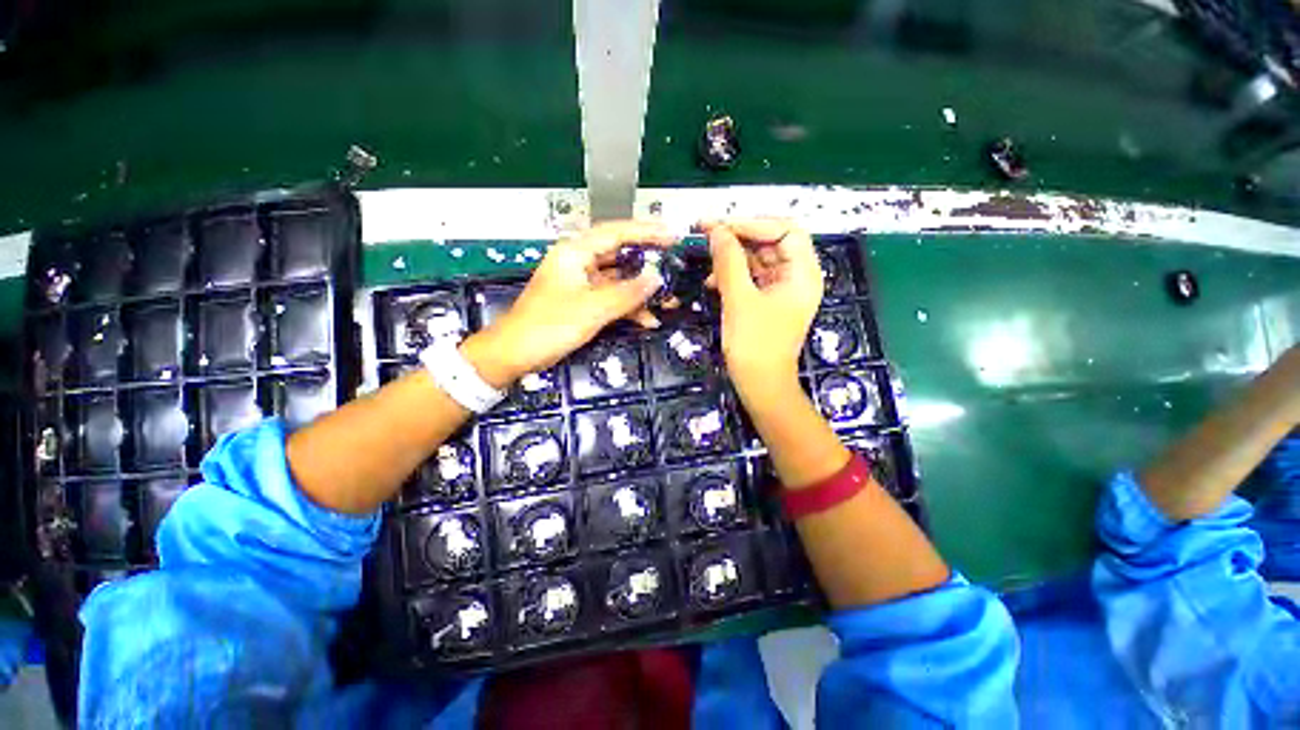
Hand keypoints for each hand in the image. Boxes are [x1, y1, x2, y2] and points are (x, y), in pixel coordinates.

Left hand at [461, 221, 673, 387]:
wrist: (514, 354)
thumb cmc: (548, 326)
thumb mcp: (592, 309)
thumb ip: (627, 293)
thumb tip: (656, 278)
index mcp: (575, 253)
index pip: (616, 233)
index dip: (647, 232)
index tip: (673, 235)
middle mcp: (579, 262)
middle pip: (620, 256)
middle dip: (648, 265)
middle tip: (674, 268)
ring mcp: (581, 283)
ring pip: (618, 280)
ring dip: (641, 292)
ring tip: (668, 301)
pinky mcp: (582, 302)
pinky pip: (611, 298)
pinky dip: (628, 307)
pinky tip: (647, 319)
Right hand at [703, 219, 821, 397]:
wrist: (759, 385)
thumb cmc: (755, 345)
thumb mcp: (739, 300)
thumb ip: (729, 261)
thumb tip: (716, 230)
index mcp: (803, 274)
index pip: (785, 230)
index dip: (753, 224)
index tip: (721, 226)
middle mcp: (796, 277)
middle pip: (770, 243)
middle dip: (738, 238)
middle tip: (706, 234)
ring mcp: (781, 290)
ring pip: (757, 260)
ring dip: (731, 258)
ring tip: (706, 259)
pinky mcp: (766, 302)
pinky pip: (750, 278)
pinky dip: (732, 276)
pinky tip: (712, 282)